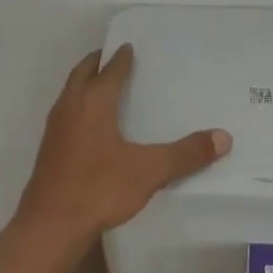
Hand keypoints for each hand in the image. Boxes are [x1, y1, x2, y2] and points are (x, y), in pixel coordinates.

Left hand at [16, 44, 230, 246]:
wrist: (50, 226)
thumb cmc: (99, 188)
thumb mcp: (149, 171)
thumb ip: (185, 154)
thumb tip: (223, 138)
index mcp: (93, 103)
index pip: (109, 71)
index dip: (121, 58)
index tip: (129, 46)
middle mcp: (70, 107)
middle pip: (82, 74)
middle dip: (97, 62)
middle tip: (112, 56)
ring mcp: (55, 129)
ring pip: (69, 93)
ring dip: (83, 83)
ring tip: (101, 85)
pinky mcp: (48, 150)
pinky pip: (65, 114)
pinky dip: (77, 106)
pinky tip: (89, 125)